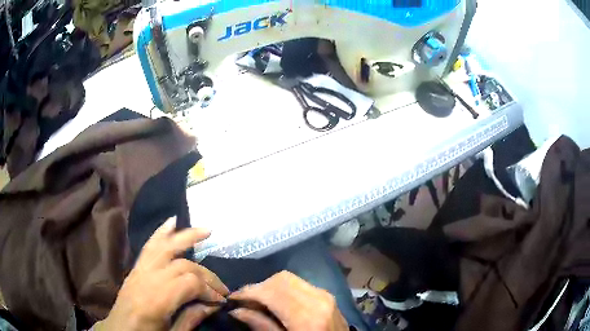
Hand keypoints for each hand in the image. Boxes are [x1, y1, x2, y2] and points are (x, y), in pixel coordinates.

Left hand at [95, 217, 228, 330]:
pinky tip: (172, 222)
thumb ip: (191, 318)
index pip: (189, 283)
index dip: (209, 290)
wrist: (119, 330)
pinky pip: (149, 247)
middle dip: (206, 274)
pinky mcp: (136, 268)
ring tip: (206, 230)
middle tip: (221, 287)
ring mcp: (139, 270)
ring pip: (164, 247)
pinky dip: (161, 233)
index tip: (221, 301)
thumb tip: (213, 305)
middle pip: (181, 265)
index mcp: (156, 300)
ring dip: (186, 237)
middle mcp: (147, 279)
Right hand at [229, 271, 347, 330]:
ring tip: (258, 301)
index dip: (248, 292)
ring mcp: (326, 295)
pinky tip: (276, 301)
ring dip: (270, 286)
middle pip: (280, 279)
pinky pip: (300, 284)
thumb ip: (262, 326)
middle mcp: (319, 299)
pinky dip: (283, 289)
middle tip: (244, 301)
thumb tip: (236, 311)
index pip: (271, 291)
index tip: (232, 298)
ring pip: (290, 279)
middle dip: (259, 287)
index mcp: (308, 316)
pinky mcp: (328, 296)